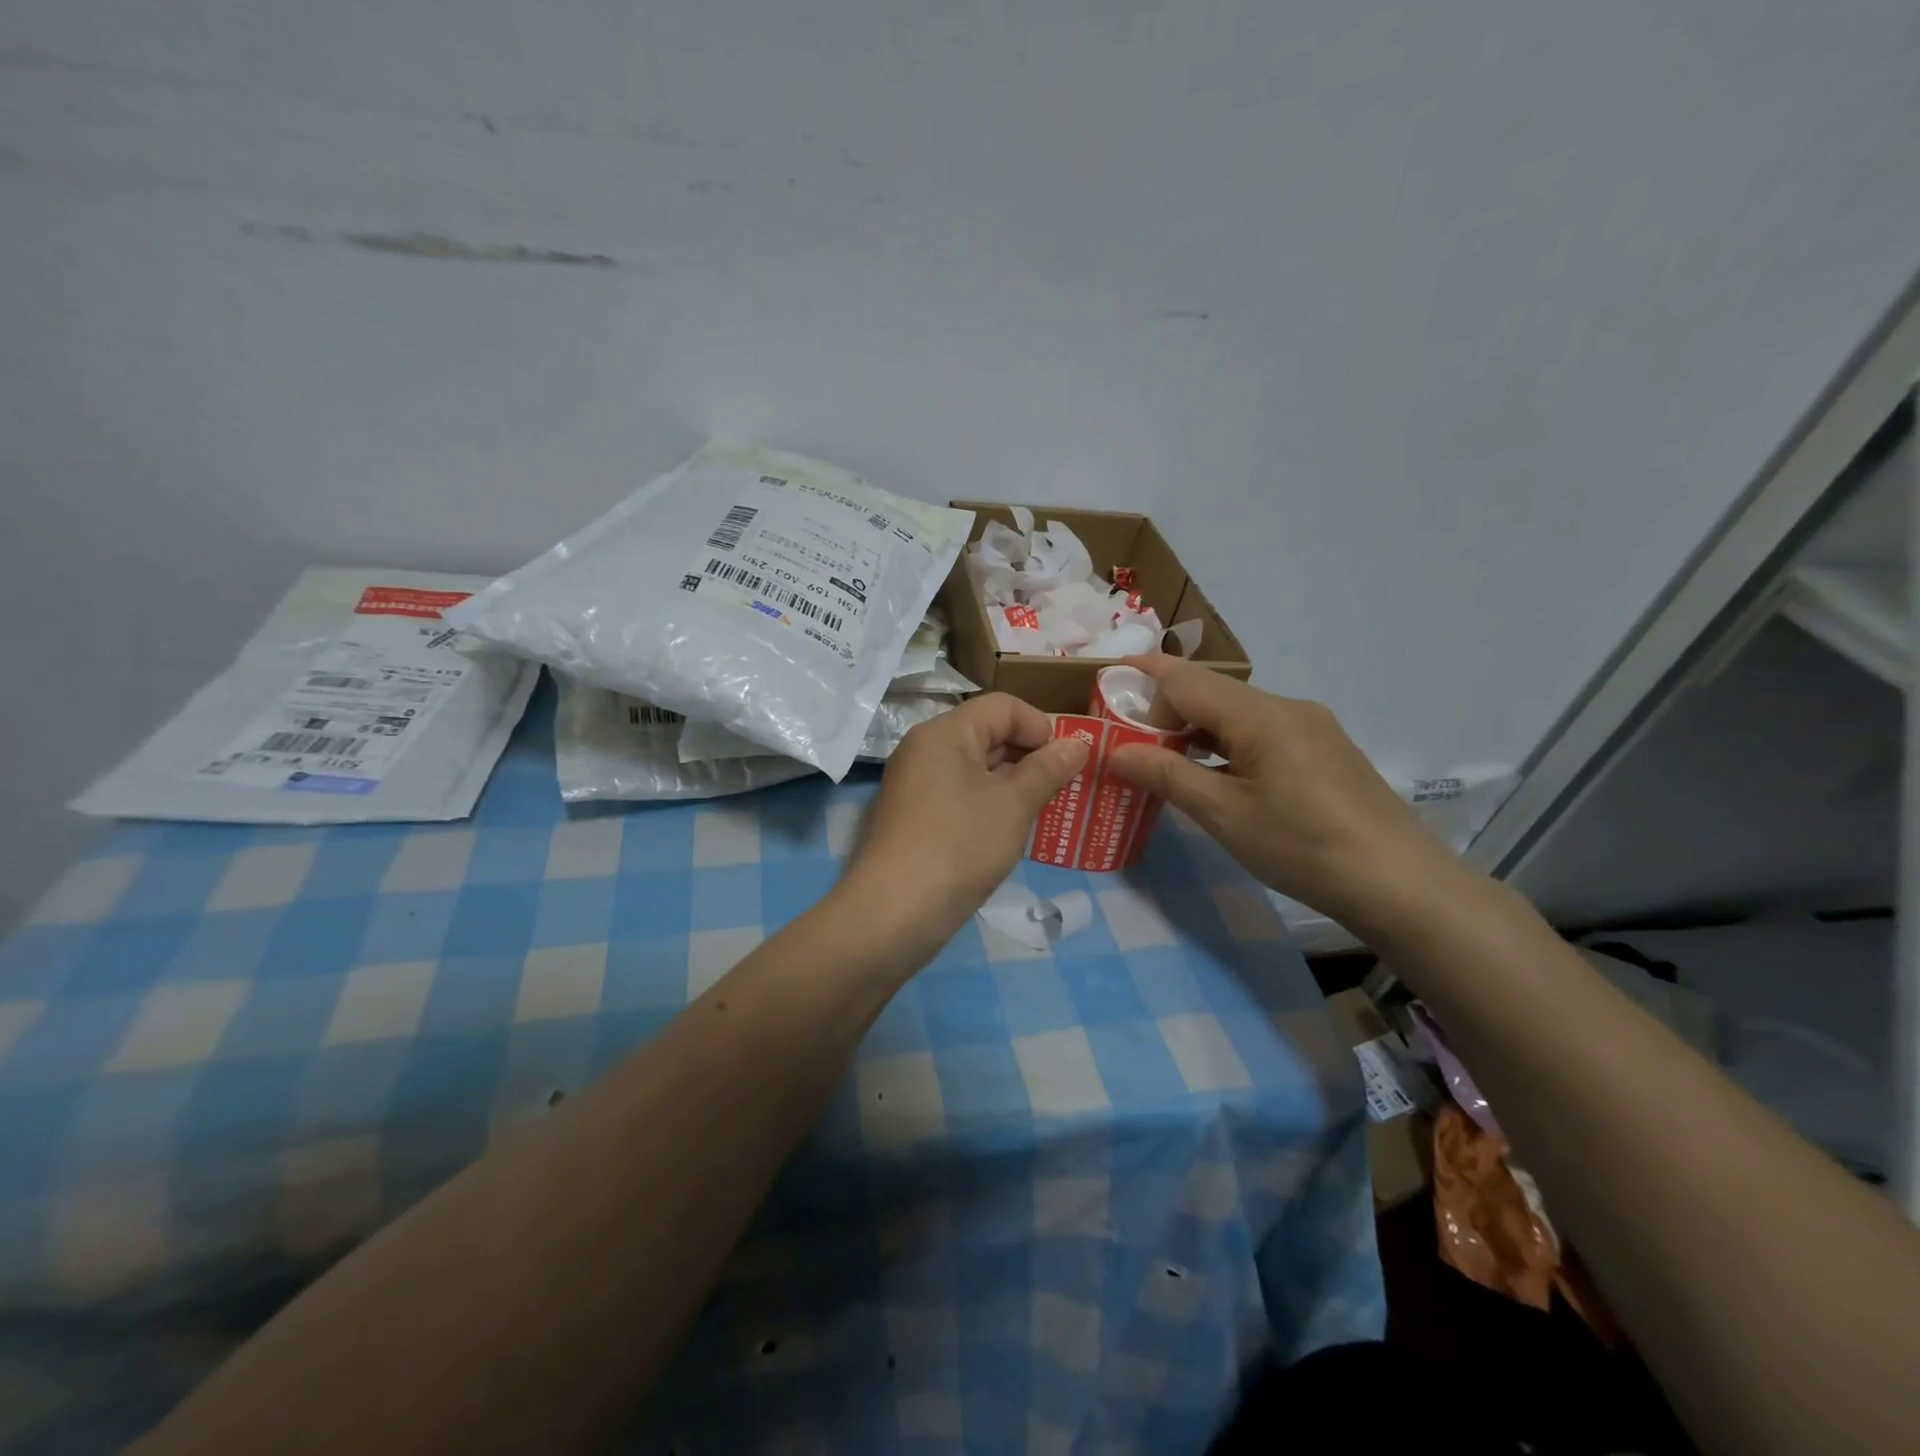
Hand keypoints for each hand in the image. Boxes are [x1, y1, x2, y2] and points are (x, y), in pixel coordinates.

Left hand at [840, 693, 1088, 951]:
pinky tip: (1009, 833)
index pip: (1001, 706)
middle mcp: (924, 750)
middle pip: (987, 734)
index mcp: (944, 733)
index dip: (1040, 726)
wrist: (894, 913)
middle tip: (1063, 789)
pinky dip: (989, 806)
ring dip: (1012, 785)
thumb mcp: (1014, 805)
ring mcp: (915, 786)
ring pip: (975, 769)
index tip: (1066, 762)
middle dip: (1029, 757)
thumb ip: (1048, 769)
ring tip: (1044, 812)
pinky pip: (960, 796)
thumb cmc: (960, 846)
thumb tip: (1076, 744)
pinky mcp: (914, 819)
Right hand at [1106, 655, 1454, 927]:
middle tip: (1125, 739)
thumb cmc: (1302, 846)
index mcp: (1260, 714)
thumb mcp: (1224, 814)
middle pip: (1210, 692)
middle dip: (1163, 708)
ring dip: (1194, 728)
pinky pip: (1260, 732)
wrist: (1398, 884)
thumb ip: (1167, 775)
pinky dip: (1225, 744)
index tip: (1103, 690)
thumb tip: (1116, 751)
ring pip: (1235, 713)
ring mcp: (1310, 726)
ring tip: (1161, 759)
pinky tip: (1213, 774)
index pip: (1185, 679)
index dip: (1140, 679)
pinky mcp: (1323, 750)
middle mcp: (1286, 707)